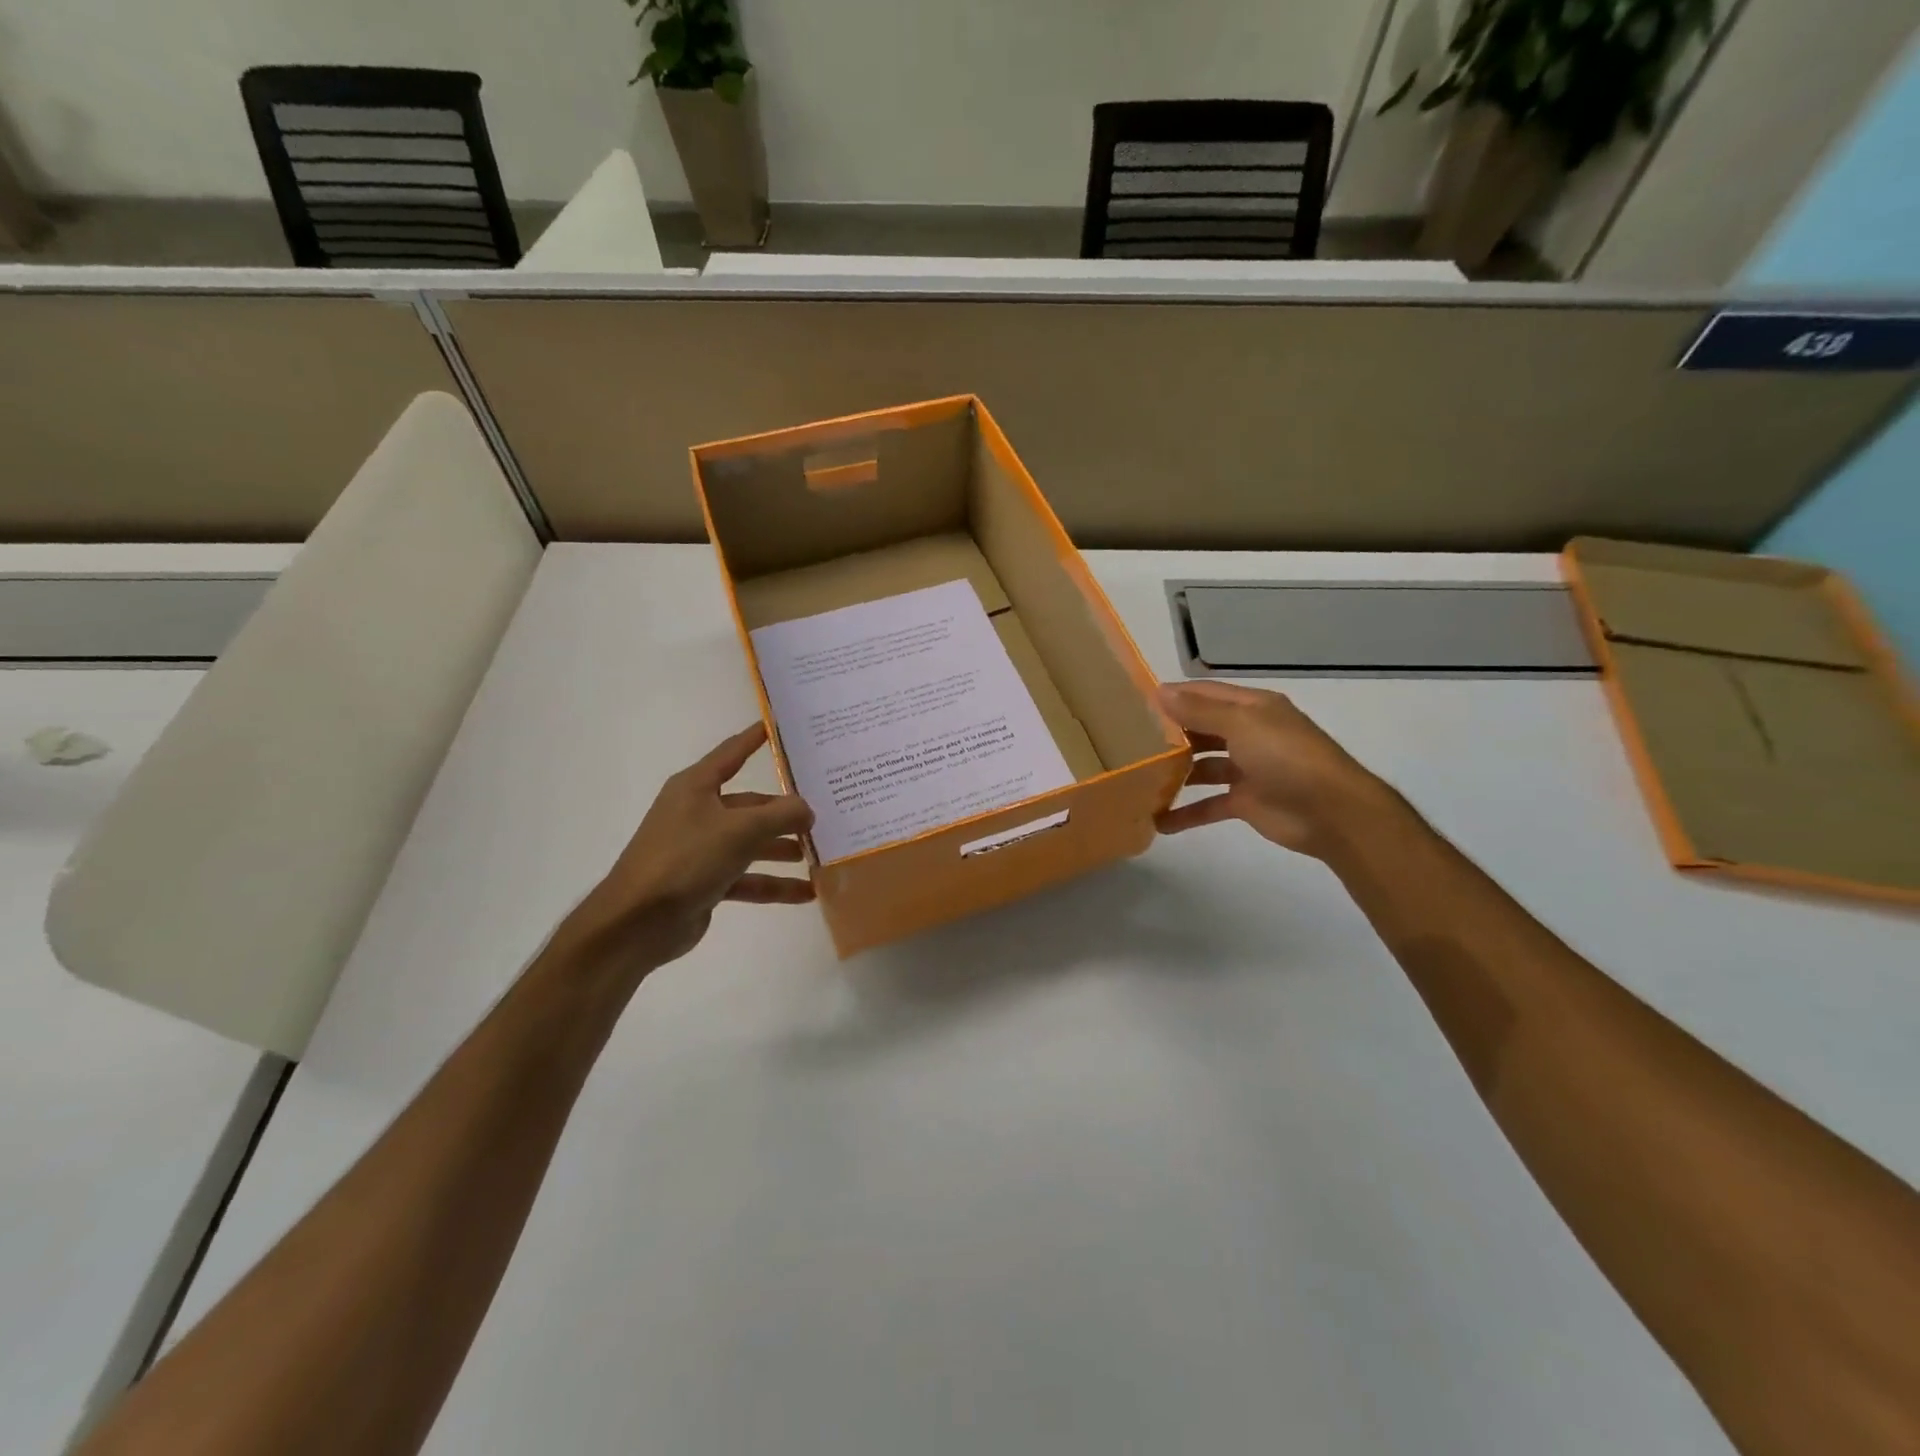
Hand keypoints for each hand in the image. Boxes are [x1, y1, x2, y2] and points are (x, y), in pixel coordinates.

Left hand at [559, 723, 813, 974]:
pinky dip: (773, 884)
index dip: (755, 738)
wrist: (636, 922)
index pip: (732, 753)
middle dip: (784, 811)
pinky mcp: (704, 882)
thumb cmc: (686, 859)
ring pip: (751, 843)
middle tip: (823, 812)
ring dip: (782, 849)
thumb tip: (807, 810)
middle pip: (750, 804)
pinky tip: (806, 893)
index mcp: (696, 787)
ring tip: (819, 854)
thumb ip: (781, 815)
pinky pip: (747, 878)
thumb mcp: (741, 830)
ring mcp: (700, 849)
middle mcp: (697, 812)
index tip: (779, 725)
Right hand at [1155, 682, 1396, 858]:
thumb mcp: (1242, 724)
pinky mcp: (1246, 802)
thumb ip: (1200, 710)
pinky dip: (1187, 813)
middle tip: (1130, 742)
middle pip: (1202, 729)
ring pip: (1203, 766)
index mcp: (1252, 708)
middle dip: (1170, 734)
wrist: (1333, 812)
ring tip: (1139, 778)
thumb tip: (1160, 691)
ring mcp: (1248, 769)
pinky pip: (1209, 804)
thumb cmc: (1287, 757)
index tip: (1135, 703)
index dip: (1174, 696)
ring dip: (1175, 773)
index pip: (1205, 694)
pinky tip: (1159, 821)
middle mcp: (1249, 734)